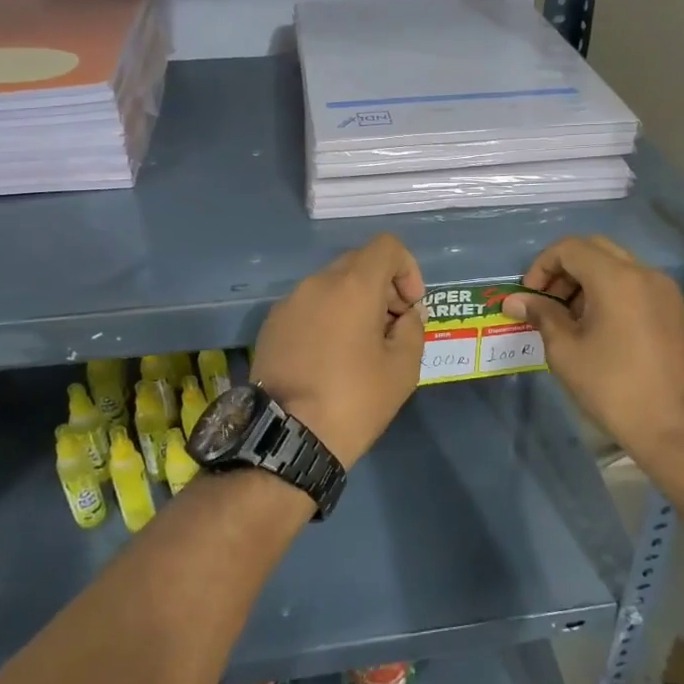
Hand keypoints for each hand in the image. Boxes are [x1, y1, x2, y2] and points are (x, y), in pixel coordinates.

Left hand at [252, 234, 425, 468]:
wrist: (288, 437)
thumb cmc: (354, 400)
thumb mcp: (404, 367)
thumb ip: (413, 327)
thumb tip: (405, 315)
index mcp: (353, 286)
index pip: (387, 246)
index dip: (407, 269)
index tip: (410, 306)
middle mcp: (317, 282)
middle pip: (358, 263)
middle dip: (382, 287)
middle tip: (391, 327)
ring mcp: (289, 302)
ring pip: (331, 284)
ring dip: (353, 302)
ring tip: (360, 346)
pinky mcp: (271, 325)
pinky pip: (309, 306)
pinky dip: (327, 317)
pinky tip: (329, 357)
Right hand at [502, 236, 683, 466]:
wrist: (678, 429)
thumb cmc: (614, 389)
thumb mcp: (566, 352)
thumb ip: (541, 316)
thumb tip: (514, 300)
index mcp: (617, 278)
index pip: (570, 248)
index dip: (542, 266)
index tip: (531, 298)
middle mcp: (645, 273)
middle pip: (595, 249)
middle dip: (565, 270)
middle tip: (548, 304)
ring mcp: (666, 290)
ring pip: (617, 266)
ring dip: (587, 281)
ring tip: (571, 320)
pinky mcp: (676, 310)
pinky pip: (636, 285)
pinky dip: (611, 293)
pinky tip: (600, 329)